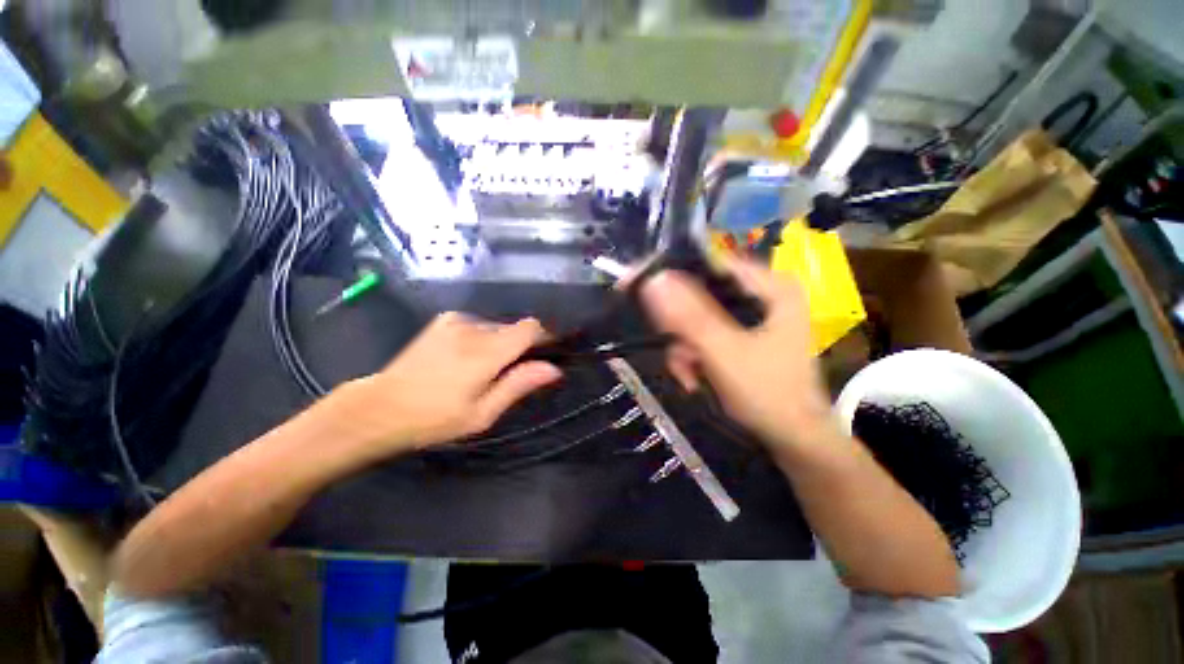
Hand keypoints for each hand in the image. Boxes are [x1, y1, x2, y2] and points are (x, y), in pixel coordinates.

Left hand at [330, 312, 561, 459]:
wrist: (379, 407)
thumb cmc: (434, 419)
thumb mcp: (482, 414)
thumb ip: (518, 385)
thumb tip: (553, 368)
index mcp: (486, 352)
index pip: (530, 328)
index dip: (543, 337)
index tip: (544, 355)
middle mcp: (473, 328)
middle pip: (514, 328)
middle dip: (519, 347)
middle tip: (505, 375)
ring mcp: (455, 321)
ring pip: (496, 327)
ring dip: (499, 344)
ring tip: (481, 370)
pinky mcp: (443, 321)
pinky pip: (478, 325)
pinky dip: (482, 338)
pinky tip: (465, 358)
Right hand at [639, 257, 835, 452]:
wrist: (793, 440)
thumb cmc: (768, 394)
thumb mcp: (724, 352)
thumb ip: (689, 317)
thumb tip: (654, 280)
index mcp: (771, 287)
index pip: (710, 263)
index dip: (671, 272)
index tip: (636, 285)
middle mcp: (762, 294)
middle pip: (700, 294)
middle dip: (681, 328)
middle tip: (673, 350)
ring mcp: (752, 316)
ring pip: (697, 317)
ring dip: (684, 348)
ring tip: (688, 375)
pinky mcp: (741, 335)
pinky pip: (704, 334)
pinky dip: (693, 356)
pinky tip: (694, 378)